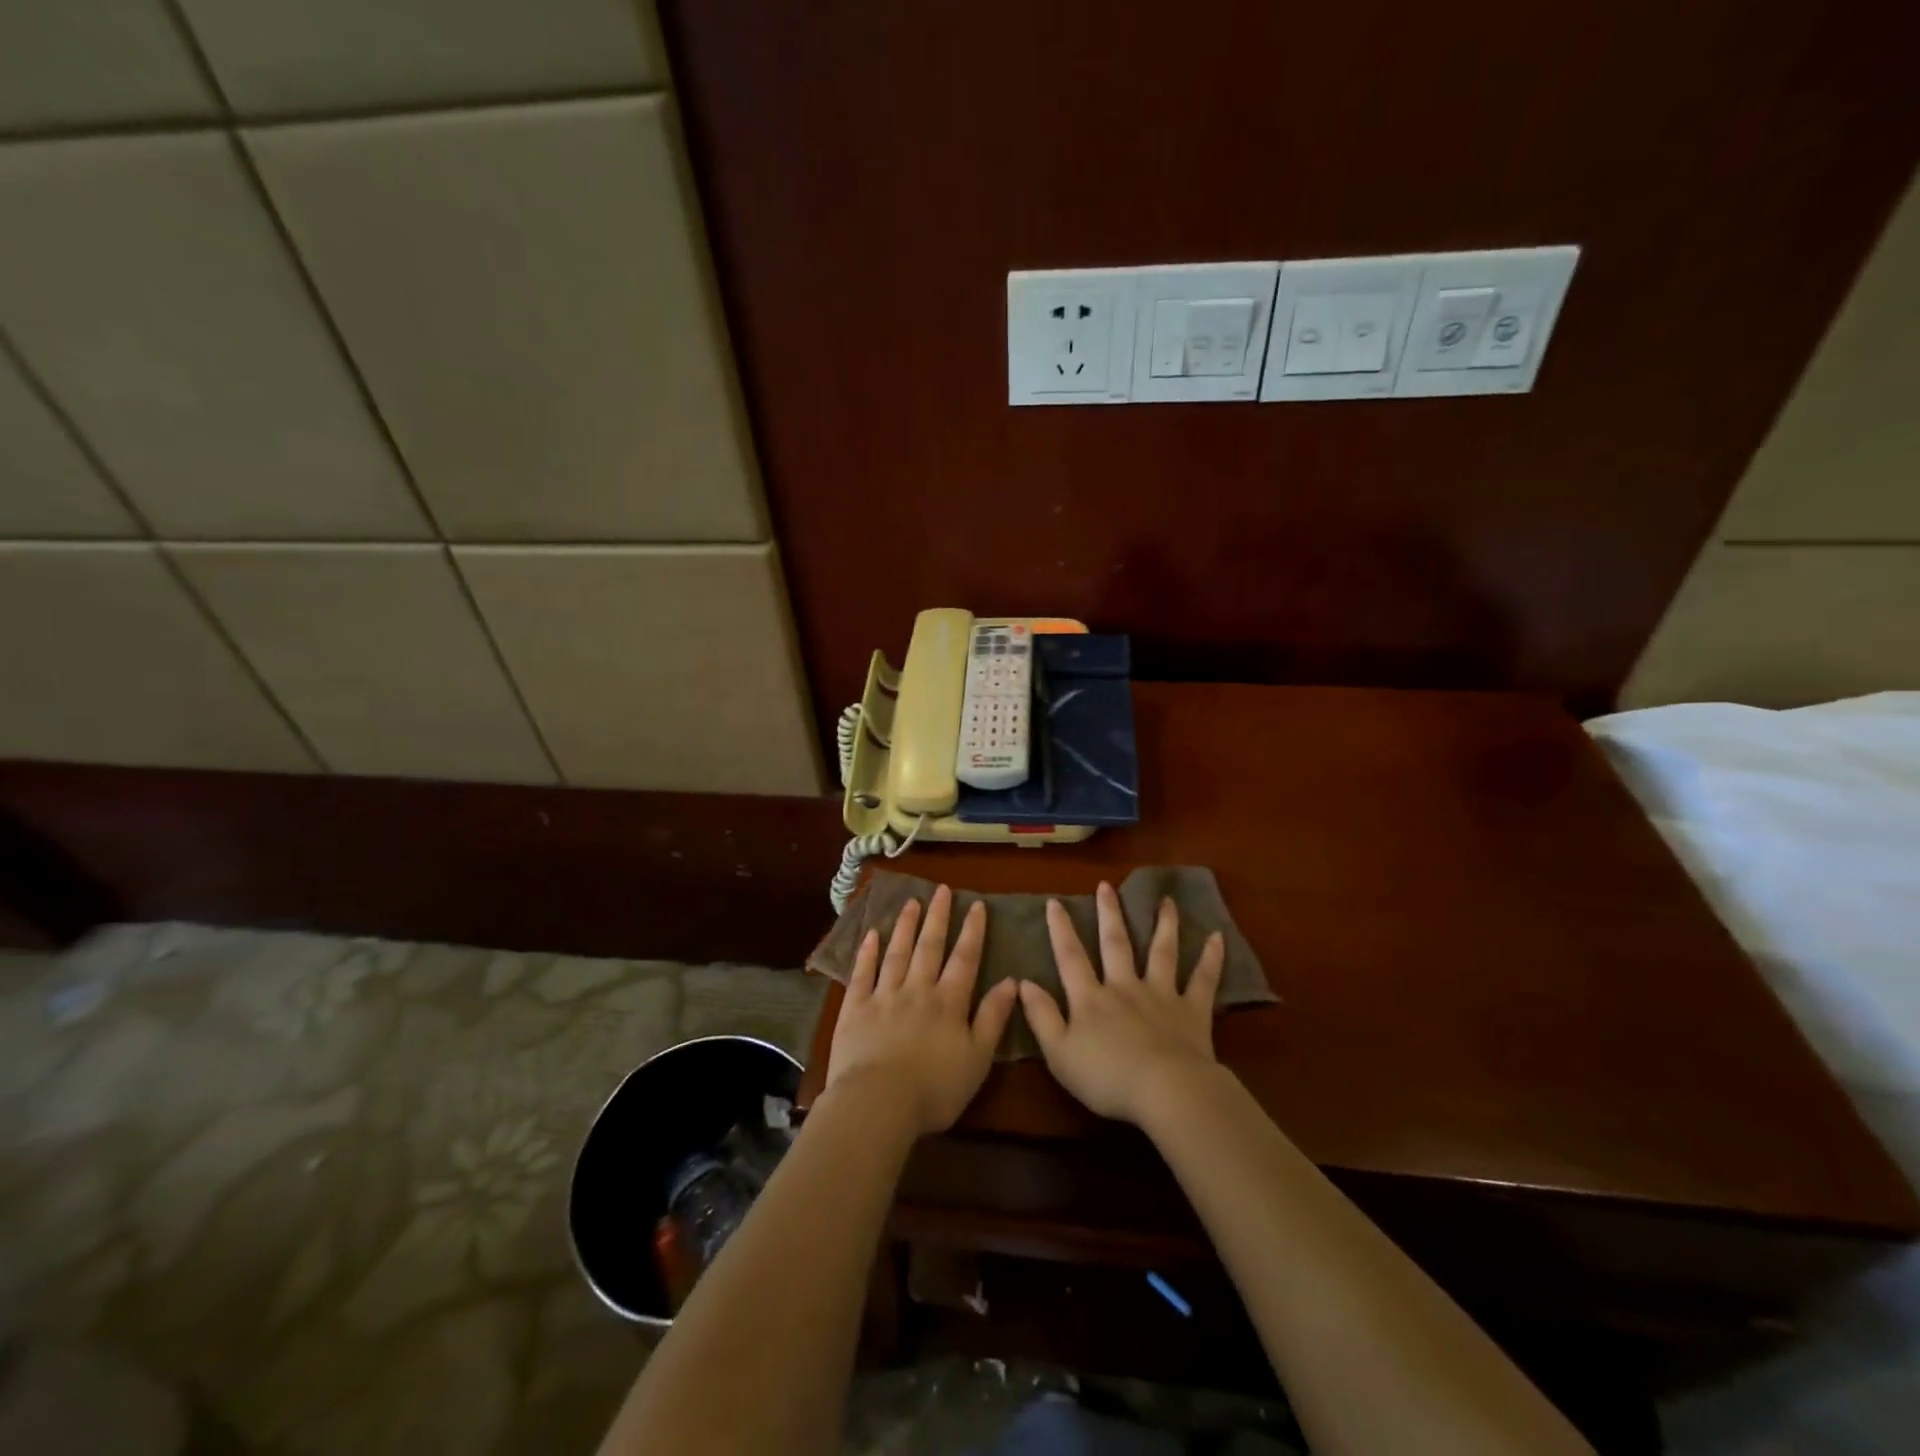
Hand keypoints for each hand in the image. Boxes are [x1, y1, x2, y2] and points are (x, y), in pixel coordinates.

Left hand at [825, 885, 1019, 1135]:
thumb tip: (1011, 982)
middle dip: (937, 917)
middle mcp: (917, 990)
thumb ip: (993, 1018)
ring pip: (897, 953)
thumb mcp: (977, 1059)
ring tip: (911, 901)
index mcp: (949, 1003)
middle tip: (941, 889)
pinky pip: (862, 973)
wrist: (878, 1102)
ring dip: (906, 926)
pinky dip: (867, 952)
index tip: (976, 904)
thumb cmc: (934, 1089)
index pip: (965, 959)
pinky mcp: (855, 1008)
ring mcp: (883, 996)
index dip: (972, 931)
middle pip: (930, 947)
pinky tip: (872, 934)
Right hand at [1018, 882, 1226, 1125]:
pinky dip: (1211, 959)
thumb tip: (1023, 982)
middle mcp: (1125, 987)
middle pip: (1116, 944)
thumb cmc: (1107, 1077)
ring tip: (1166, 901)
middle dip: (1109, 913)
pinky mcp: (1192, 1011)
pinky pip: (1203, 980)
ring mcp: (1161, 995)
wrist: (1165, 1091)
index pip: (1071, 957)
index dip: (1061, 929)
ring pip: (1162, 952)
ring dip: (1164, 925)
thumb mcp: (1059, 1053)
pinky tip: (1217, 937)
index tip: (1055, 902)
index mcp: (1091, 999)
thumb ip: (1041, 1017)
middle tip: (1106, 886)